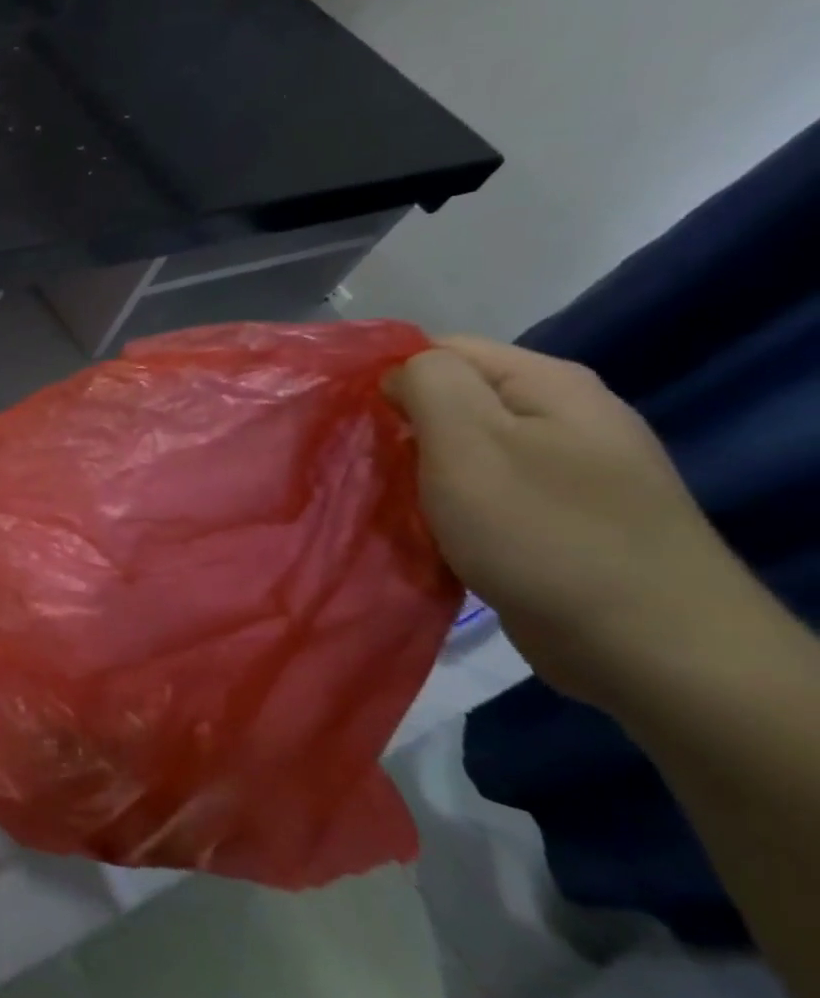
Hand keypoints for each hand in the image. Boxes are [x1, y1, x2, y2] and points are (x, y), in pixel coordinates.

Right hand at [385, 337, 756, 711]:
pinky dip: (445, 507)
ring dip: (419, 472)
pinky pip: (481, 495)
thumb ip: (429, 383)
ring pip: (463, 452)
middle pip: (453, 401)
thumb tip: (401, 373)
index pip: (441, 349)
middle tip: (361, 462)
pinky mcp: (556, 521)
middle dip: (400, 427)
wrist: (649, 649)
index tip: (347, 417)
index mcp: (547, 385)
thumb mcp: (471, 441)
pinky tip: (423, 528)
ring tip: (383, 497)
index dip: (387, 375)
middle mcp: (562, 418)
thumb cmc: (544, 532)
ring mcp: (564, 473)